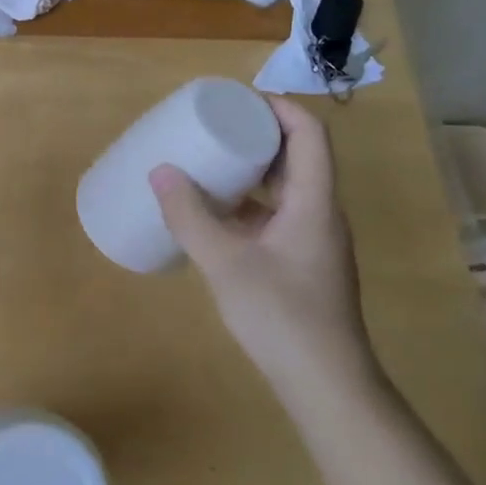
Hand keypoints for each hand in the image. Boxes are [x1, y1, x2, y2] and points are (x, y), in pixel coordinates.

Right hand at [149, 96, 379, 407]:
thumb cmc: (281, 315)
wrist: (325, 384)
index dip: (279, 107)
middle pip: (297, 157)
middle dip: (257, 136)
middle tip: (214, 128)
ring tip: (208, 165)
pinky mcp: (302, 265)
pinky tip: (215, 218)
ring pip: (286, 190)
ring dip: (251, 172)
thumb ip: (190, 217)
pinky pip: (276, 217)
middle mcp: (320, 214)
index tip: (237, 100)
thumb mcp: (226, 263)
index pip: (309, 134)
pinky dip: (248, 206)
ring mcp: (313, 242)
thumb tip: (160, 172)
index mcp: (313, 202)